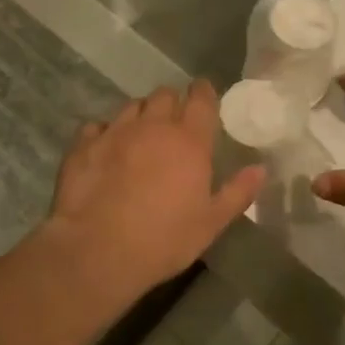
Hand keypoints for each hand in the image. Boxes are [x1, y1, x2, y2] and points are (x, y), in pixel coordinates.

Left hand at [40, 81, 265, 303]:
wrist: (96, 252)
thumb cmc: (163, 240)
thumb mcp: (211, 224)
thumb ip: (238, 193)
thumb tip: (260, 169)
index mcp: (189, 141)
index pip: (201, 99)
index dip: (204, 92)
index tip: (204, 94)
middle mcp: (153, 126)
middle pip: (164, 95)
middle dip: (172, 103)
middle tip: (173, 122)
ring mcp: (115, 132)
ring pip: (132, 106)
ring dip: (140, 115)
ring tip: (140, 135)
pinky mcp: (83, 146)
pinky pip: (96, 126)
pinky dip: (104, 133)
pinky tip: (105, 150)